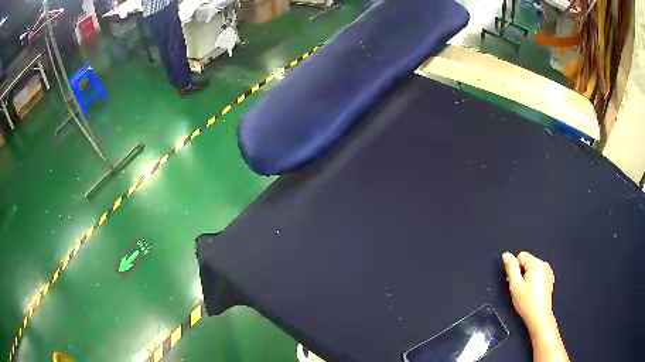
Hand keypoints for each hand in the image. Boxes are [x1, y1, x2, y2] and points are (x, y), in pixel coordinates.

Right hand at [502, 251, 555, 331]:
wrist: (539, 316)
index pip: (521, 256)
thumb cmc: (527, 302)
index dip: (515, 269)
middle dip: (521, 273)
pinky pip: (539, 274)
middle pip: (527, 262)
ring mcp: (549, 272)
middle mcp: (544, 264)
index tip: (515, 282)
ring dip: (527, 277)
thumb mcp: (515, 286)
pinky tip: (533, 292)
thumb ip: (510, 268)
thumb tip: (506, 255)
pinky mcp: (550, 279)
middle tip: (519, 289)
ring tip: (526, 292)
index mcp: (536, 264)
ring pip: (533, 268)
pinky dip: (534, 281)